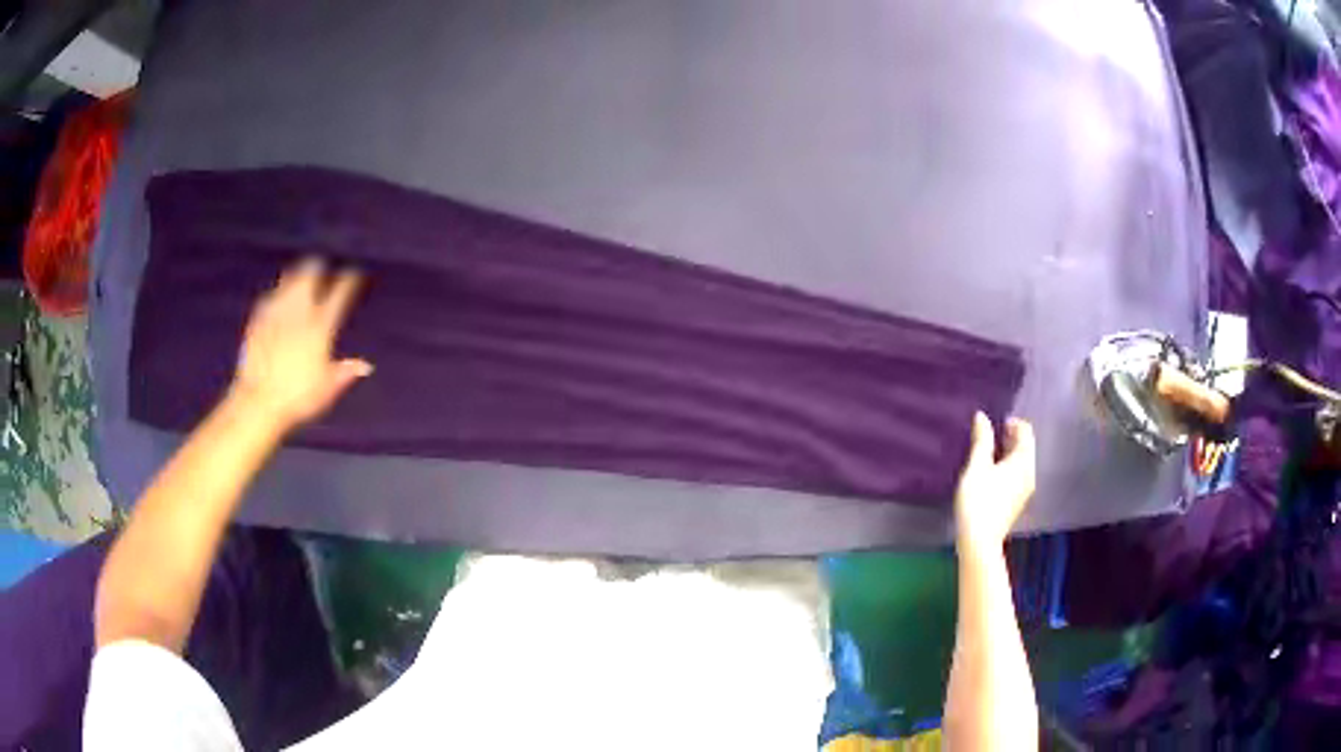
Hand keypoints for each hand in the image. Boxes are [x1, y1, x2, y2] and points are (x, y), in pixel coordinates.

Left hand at [230, 258, 372, 428]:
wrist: (259, 400)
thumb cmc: (298, 398)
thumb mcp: (326, 389)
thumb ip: (344, 372)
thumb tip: (365, 366)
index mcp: (320, 327)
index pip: (339, 293)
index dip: (348, 280)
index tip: (353, 275)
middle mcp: (299, 312)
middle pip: (310, 274)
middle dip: (318, 267)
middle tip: (321, 267)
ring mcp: (276, 313)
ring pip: (288, 280)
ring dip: (296, 275)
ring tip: (300, 276)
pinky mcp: (258, 320)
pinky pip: (269, 297)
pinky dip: (276, 294)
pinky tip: (276, 297)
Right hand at [954, 412, 1035, 555]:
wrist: (979, 541)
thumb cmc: (978, 500)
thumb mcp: (977, 466)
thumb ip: (982, 440)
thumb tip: (982, 417)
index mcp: (1023, 462)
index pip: (1026, 432)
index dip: (1013, 423)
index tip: (996, 424)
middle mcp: (1029, 474)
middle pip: (1026, 448)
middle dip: (1011, 438)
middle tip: (991, 435)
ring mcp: (1025, 490)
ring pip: (1021, 463)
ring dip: (1008, 454)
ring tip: (988, 454)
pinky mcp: (1017, 502)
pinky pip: (1017, 476)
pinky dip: (1008, 468)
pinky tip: (991, 474)